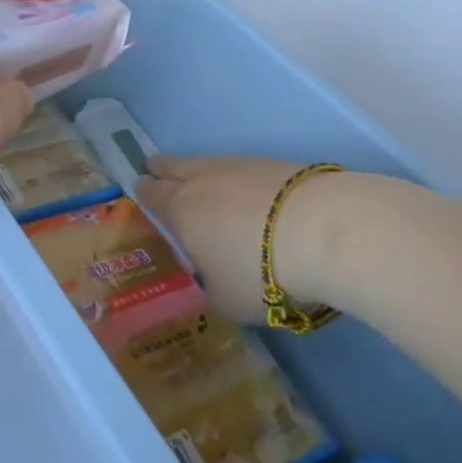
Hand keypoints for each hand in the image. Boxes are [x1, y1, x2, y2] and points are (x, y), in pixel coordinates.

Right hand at [137, 157, 307, 322]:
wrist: (320, 230)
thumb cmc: (260, 271)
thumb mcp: (226, 299)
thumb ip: (209, 288)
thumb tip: (210, 281)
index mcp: (179, 209)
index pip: (151, 194)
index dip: (144, 192)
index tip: (141, 189)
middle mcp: (201, 180)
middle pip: (173, 167)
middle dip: (163, 170)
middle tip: (158, 172)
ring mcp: (238, 166)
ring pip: (207, 163)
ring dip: (200, 172)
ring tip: (204, 185)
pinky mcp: (272, 163)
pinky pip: (241, 168)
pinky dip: (237, 178)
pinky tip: (248, 194)